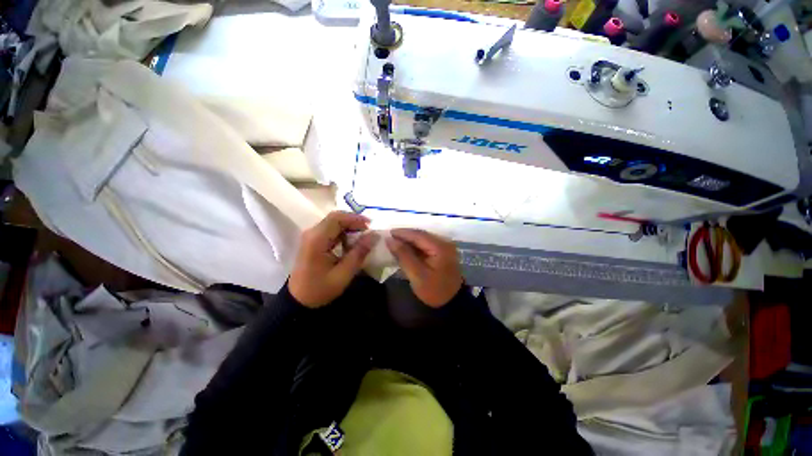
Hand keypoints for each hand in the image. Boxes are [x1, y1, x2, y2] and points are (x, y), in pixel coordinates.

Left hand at [289, 211, 378, 307]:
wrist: (298, 300)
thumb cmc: (320, 289)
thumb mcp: (343, 274)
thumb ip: (359, 253)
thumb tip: (374, 235)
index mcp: (317, 239)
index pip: (337, 218)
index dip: (355, 218)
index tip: (371, 226)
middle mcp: (312, 233)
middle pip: (335, 218)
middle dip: (354, 222)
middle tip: (369, 231)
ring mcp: (311, 236)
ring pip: (333, 222)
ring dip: (349, 227)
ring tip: (363, 237)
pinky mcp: (313, 241)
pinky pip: (331, 230)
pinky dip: (343, 233)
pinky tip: (351, 243)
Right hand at [385, 229, 462, 307]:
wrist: (451, 303)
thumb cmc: (434, 290)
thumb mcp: (417, 274)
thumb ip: (403, 255)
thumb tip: (390, 240)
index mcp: (440, 247)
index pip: (418, 235)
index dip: (402, 233)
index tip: (388, 233)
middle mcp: (444, 243)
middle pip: (421, 235)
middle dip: (405, 235)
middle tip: (389, 237)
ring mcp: (444, 247)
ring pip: (423, 239)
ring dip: (409, 240)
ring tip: (395, 242)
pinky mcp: (442, 253)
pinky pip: (426, 245)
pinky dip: (415, 246)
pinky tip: (405, 249)